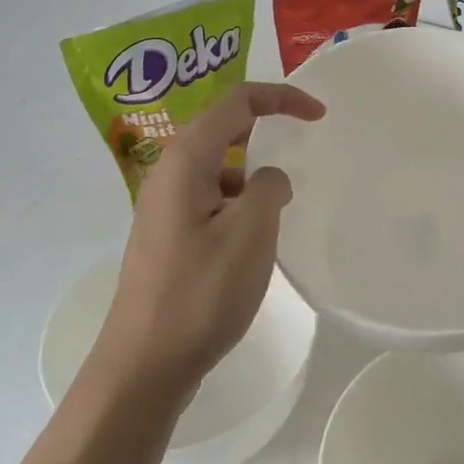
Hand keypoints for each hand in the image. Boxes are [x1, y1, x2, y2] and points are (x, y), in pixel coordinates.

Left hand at [94, 82, 324, 396]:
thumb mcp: (251, 233)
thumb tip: (268, 180)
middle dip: (265, 126)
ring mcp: (163, 206)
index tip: (318, 115)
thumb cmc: (201, 293)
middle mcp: (168, 173)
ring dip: (252, 171)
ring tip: (278, 205)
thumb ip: (269, 188)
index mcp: (186, 160)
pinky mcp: (166, 235)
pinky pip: (209, 197)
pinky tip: (252, 237)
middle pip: (222, 127)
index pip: (236, 102)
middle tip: (303, 141)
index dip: (281, 98)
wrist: (144, 365)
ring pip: (217, 167)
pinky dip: (238, 201)